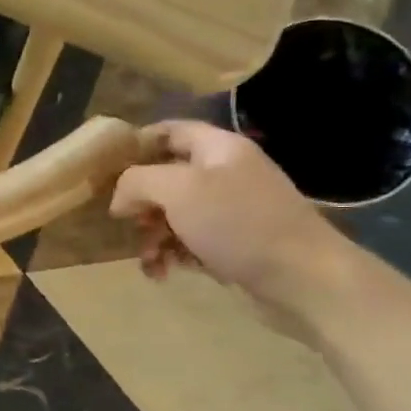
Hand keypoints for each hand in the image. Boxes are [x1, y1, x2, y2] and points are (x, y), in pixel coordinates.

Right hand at [109, 120, 354, 312]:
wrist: (304, 279)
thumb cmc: (239, 224)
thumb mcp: (178, 191)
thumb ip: (137, 182)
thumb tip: (120, 198)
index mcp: (218, 149)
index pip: (169, 131)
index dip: (136, 145)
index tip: (106, 170)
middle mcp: (226, 173)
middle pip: (167, 177)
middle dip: (140, 203)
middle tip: (126, 224)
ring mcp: (233, 210)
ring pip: (174, 214)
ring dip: (152, 236)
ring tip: (148, 260)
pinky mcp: (235, 244)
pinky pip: (190, 242)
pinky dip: (172, 255)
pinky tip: (164, 273)